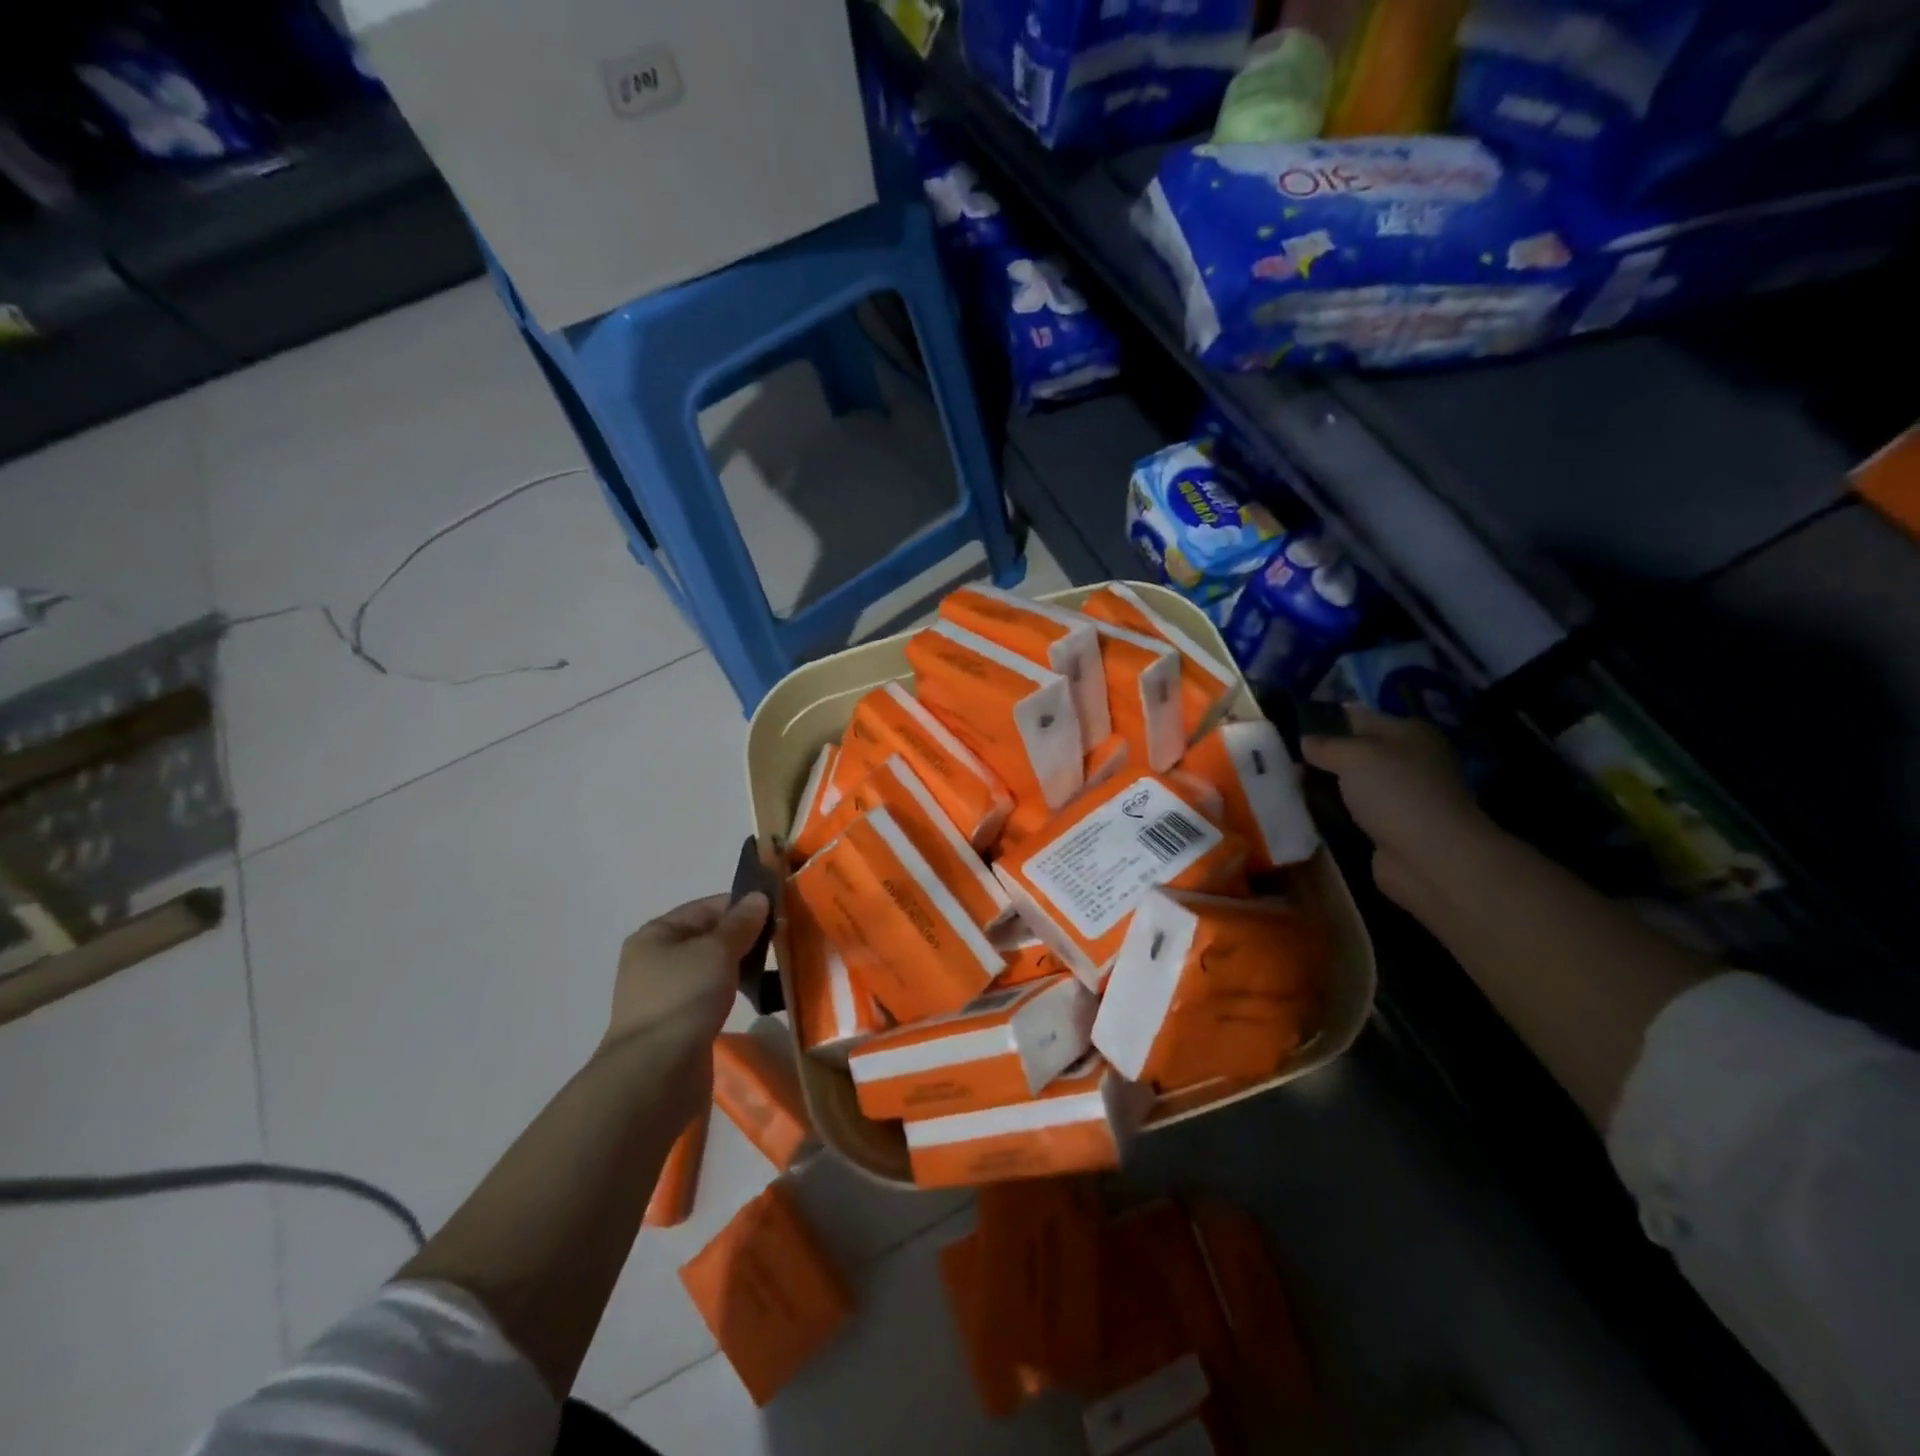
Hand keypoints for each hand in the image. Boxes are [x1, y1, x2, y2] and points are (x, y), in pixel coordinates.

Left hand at [602, 892, 768, 1079]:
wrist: (656, 1075)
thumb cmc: (684, 998)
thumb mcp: (717, 950)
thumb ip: (740, 923)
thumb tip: (758, 897)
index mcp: (656, 934)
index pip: (707, 907)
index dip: (743, 906)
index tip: (780, 912)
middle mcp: (656, 960)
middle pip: (709, 937)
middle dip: (745, 937)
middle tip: (784, 940)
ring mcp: (666, 995)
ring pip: (712, 968)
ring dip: (740, 967)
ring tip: (776, 969)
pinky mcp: (679, 1024)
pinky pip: (711, 996)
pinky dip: (733, 992)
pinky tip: (757, 997)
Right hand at [1302, 708, 1489, 912]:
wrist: (1430, 857)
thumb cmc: (1395, 791)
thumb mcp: (1353, 756)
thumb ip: (1325, 745)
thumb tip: (1305, 741)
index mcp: (1408, 732)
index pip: (1359, 717)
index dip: (1325, 720)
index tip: (1289, 727)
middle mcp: (1408, 760)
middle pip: (1355, 751)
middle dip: (1321, 755)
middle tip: (1282, 759)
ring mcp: (1401, 795)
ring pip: (1352, 783)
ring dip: (1325, 785)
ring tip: (1286, 784)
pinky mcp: (1390, 826)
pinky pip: (1353, 811)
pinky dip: (1333, 811)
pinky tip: (1306, 810)